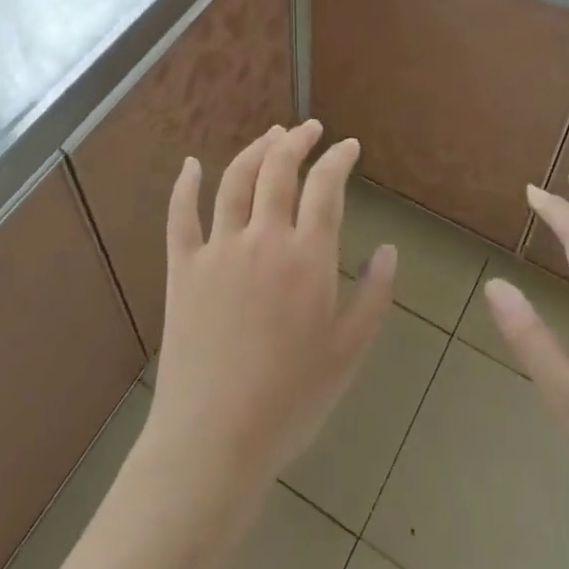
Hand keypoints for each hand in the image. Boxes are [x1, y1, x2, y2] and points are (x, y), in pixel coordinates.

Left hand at [144, 121, 397, 499]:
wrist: (215, 438)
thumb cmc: (291, 400)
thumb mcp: (348, 352)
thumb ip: (373, 295)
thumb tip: (388, 249)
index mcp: (306, 257)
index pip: (325, 187)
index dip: (338, 159)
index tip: (348, 147)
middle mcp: (262, 238)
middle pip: (278, 169)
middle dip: (297, 141)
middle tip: (310, 129)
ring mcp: (218, 249)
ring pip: (235, 180)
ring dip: (255, 150)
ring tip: (271, 135)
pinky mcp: (182, 267)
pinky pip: (180, 214)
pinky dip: (185, 184)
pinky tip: (191, 164)